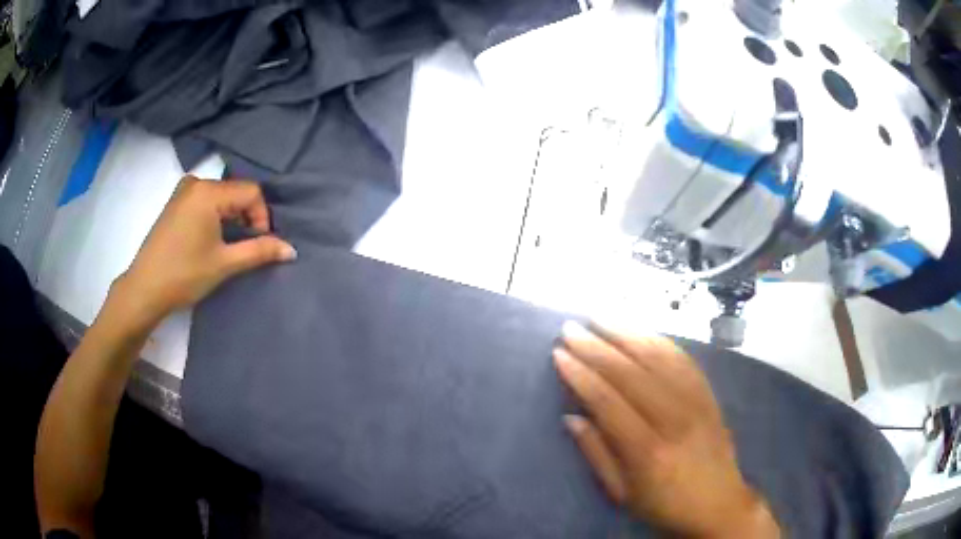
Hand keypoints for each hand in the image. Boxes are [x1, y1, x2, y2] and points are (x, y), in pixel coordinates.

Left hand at [116, 176, 295, 324]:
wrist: (144, 289)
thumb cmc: (184, 275)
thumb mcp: (225, 264)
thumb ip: (259, 251)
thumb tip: (291, 250)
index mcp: (208, 192)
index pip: (251, 192)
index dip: (262, 217)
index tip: (259, 244)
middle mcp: (196, 183)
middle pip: (236, 192)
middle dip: (247, 217)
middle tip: (246, 246)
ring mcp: (183, 191)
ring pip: (221, 196)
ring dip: (232, 217)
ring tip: (229, 245)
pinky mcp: (175, 203)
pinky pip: (206, 200)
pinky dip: (216, 215)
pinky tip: (212, 238)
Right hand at [555, 322, 779, 537]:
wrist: (719, 503)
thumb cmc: (664, 504)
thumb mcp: (622, 493)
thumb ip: (597, 454)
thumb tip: (571, 417)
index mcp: (647, 450)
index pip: (608, 401)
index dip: (581, 375)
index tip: (559, 354)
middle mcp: (674, 419)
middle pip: (630, 373)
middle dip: (597, 347)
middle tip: (571, 328)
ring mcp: (696, 402)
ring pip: (658, 358)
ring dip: (626, 334)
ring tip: (600, 318)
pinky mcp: (709, 394)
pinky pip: (683, 359)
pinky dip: (659, 341)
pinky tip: (641, 330)